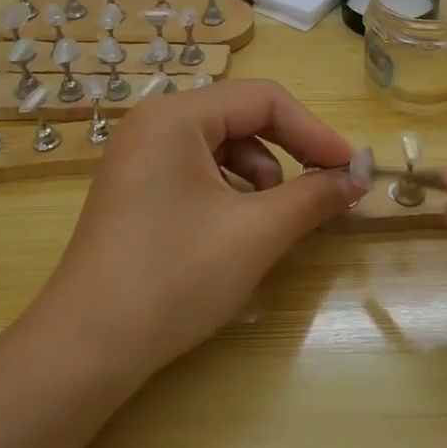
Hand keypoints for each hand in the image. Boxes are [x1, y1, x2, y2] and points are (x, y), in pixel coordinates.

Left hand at [22, 80, 364, 380]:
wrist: (87, 348)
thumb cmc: (174, 276)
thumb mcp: (256, 233)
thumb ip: (313, 197)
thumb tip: (359, 177)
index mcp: (177, 115)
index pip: (264, 99)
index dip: (315, 132)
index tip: (352, 169)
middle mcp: (154, 122)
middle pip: (241, 118)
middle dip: (289, 153)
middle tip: (326, 190)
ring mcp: (139, 155)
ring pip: (221, 147)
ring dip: (259, 177)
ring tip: (270, 222)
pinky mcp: (135, 188)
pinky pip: (197, 171)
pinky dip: (229, 193)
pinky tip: (235, 231)